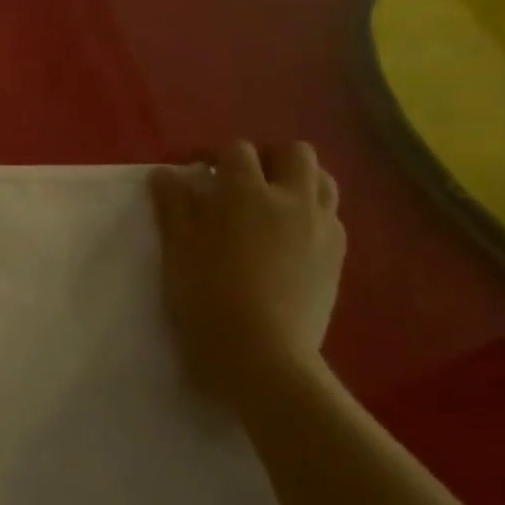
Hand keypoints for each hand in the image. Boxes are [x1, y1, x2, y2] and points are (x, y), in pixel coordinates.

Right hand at [149, 141, 345, 406]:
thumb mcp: (177, 248)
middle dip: (266, 157)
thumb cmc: (206, 296)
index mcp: (246, 193)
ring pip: (322, 180)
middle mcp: (292, 201)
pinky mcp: (337, 258)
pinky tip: (286, 237)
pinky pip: (330, 217)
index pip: (236, 150)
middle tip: (238, 180)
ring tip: (268, 203)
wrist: (261, 354)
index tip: (193, 170)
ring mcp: (322, 229)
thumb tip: (168, 174)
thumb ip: (173, 205)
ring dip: (295, 181)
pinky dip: (309, 213)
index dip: (212, 153)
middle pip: (293, 153)